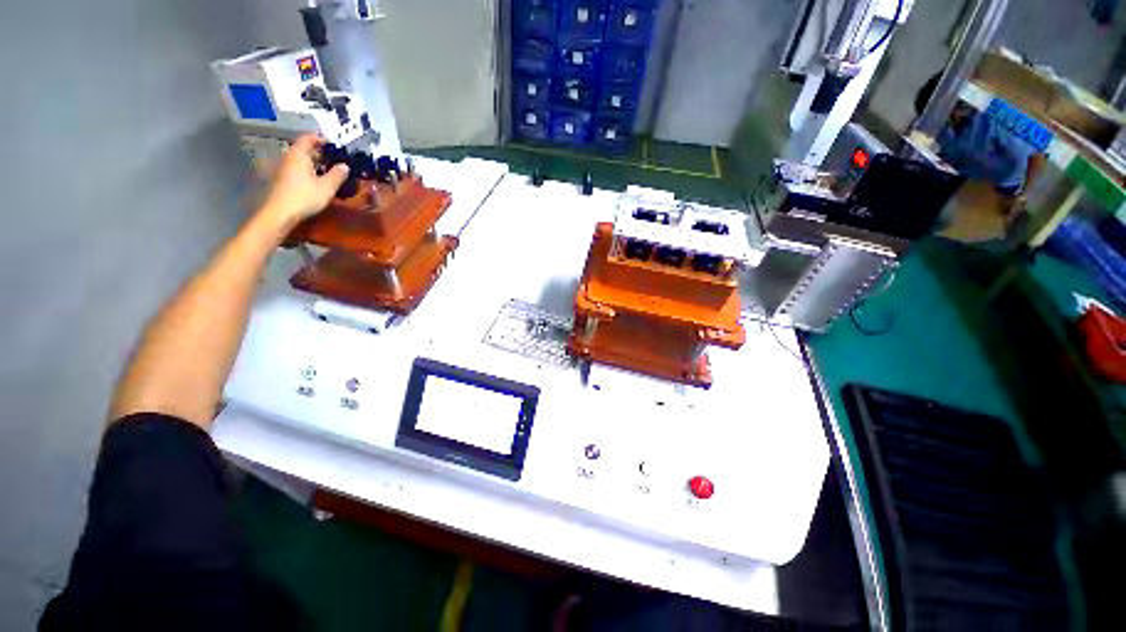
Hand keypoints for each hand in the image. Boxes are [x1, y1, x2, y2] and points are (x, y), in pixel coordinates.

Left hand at [258, 134, 348, 230]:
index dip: (320, 139)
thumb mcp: (327, 187)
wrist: (281, 212)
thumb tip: (345, 166)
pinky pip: (298, 168)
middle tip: (334, 158)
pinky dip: (308, 169)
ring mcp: (284, 168)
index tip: (332, 144)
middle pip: (303, 148)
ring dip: (314, 161)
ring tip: (329, 169)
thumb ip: (337, 175)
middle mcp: (289, 158)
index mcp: (299, 155)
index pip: (308, 138)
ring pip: (301, 159)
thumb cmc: (305, 196)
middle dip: (319, 151)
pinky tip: (317, 179)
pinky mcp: (283, 179)